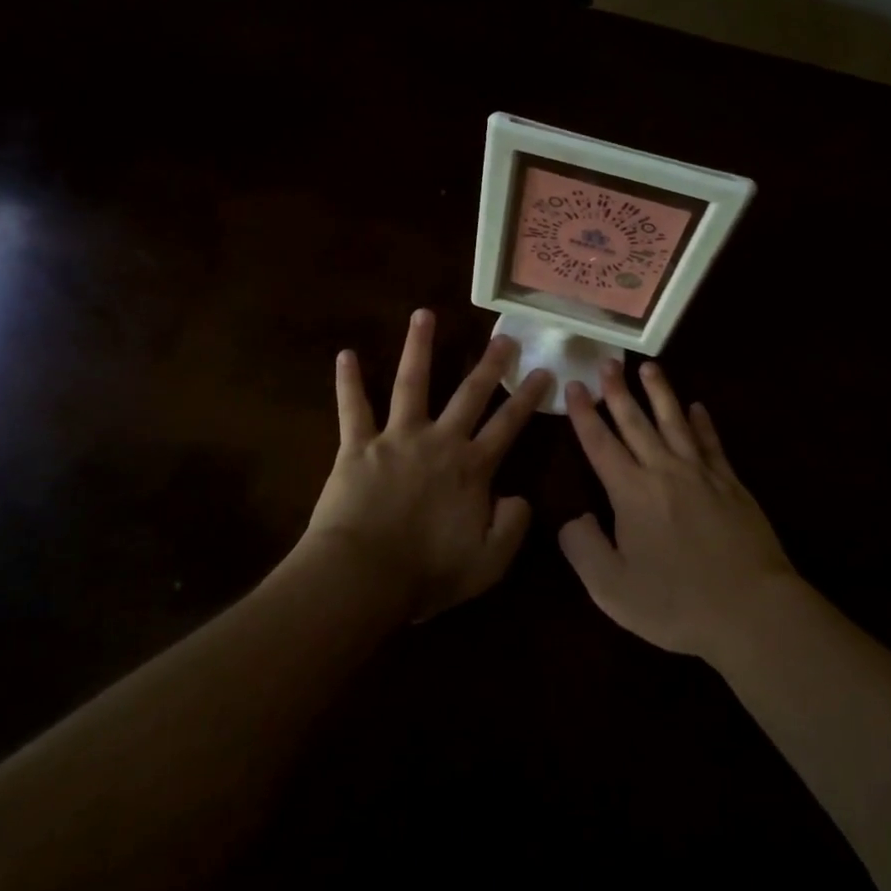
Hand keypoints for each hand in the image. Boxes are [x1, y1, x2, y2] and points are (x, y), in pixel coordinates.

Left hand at [300, 309, 553, 622]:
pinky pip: (353, 407)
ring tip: (424, 314)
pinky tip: (346, 354)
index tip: (544, 372)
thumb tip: (519, 496)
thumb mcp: (489, 562)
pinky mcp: (357, 445)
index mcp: (472, 468)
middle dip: (489, 364)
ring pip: (412, 382)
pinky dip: (349, 381)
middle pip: (470, 394)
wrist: (362, 576)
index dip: (529, 398)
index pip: (509, 426)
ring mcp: (397, 437)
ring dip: (419, 346)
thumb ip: (513, 526)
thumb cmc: (427, 573)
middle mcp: (440, 441)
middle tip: (503, 336)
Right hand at [559, 361, 797, 660]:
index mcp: (630, 492)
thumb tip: (573, 517)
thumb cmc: (676, 603)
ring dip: (660, 393)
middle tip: (608, 362)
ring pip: (675, 421)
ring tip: (649, 367)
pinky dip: (702, 422)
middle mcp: (664, 471)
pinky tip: (698, 407)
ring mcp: (702, 474)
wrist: (751, 609)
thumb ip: (583, 548)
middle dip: (618, 391)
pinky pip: (712, 443)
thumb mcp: (612, 588)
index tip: (574, 385)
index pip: (600, 443)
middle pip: (636, 422)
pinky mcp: (731, 484)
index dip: (584, 414)